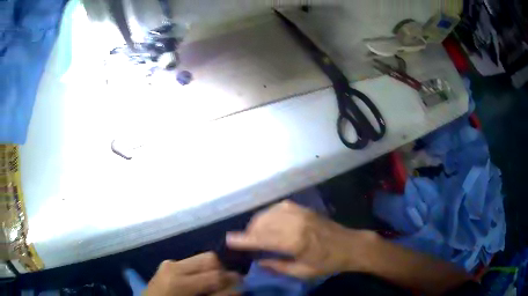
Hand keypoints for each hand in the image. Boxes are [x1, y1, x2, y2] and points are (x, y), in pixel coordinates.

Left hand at [145, 252, 240, 295]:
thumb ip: (218, 295)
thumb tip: (238, 287)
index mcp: (179, 281)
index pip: (215, 274)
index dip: (231, 282)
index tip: (240, 287)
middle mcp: (173, 266)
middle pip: (209, 258)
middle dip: (221, 271)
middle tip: (224, 286)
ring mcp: (168, 264)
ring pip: (201, 258)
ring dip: (211, 270)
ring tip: (211, 284)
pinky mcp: (166, 265)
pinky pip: (190, 263)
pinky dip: (199, 271)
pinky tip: (197, 283)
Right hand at [226, 201, 374, 278]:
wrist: (351, 245)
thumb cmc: (328, 262)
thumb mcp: (303, 272)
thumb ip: (278, 266)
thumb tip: (258, 261)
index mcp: (296, 242)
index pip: (263, 239)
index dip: (244, 240)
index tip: (229, 240)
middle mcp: (296, 223)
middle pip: (264, 223)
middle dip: (250, 231)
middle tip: (246, 241)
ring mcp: (301, 213)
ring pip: (270, 212)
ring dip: (258, 221)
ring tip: (255, 232)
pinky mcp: (304, 208)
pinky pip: (280, 206)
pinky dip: (269, 213)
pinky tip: (269, 221)